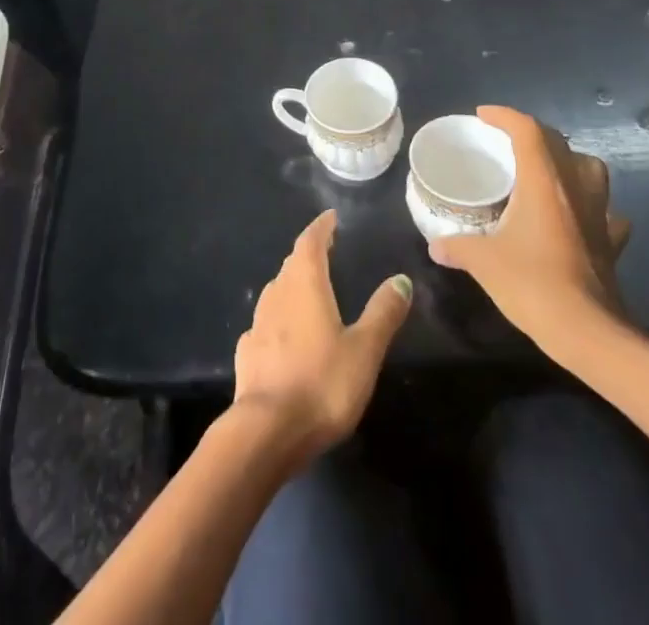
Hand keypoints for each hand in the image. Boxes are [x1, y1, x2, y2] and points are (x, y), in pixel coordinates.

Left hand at [232, 210, 411, 467]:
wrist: (267, 430)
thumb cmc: (322, 383)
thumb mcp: (364, 350)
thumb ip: (382, 313)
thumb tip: (401, 279)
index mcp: (304, 284)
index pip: (310, 242)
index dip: (321, 227)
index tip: (331, 218)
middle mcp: (277, 293)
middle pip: (292, 264)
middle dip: (309, 254)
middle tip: (326, 250)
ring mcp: (257, 322)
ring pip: (278, 291)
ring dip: (294, 285)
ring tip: (310, 289)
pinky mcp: (247, 351)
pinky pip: (267, 322)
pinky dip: (280, 318)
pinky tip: (287, 333)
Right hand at [428, 105, 630, 356]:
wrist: (589, 334)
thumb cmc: (533, 285)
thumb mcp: (484, 263)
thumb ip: (458, 247)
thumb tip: (436, 245)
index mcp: (543, 182)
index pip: (527, 130)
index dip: (504, 116)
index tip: (482, 116)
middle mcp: (574, 189)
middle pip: (557, 142)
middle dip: (531, 133)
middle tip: (505, 142)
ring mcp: (599, 215)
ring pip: (591, 170)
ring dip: (568, 162)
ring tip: (545, 173)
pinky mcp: (611, 243)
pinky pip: (606, 212)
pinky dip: (591, 207)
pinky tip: (577, 219)